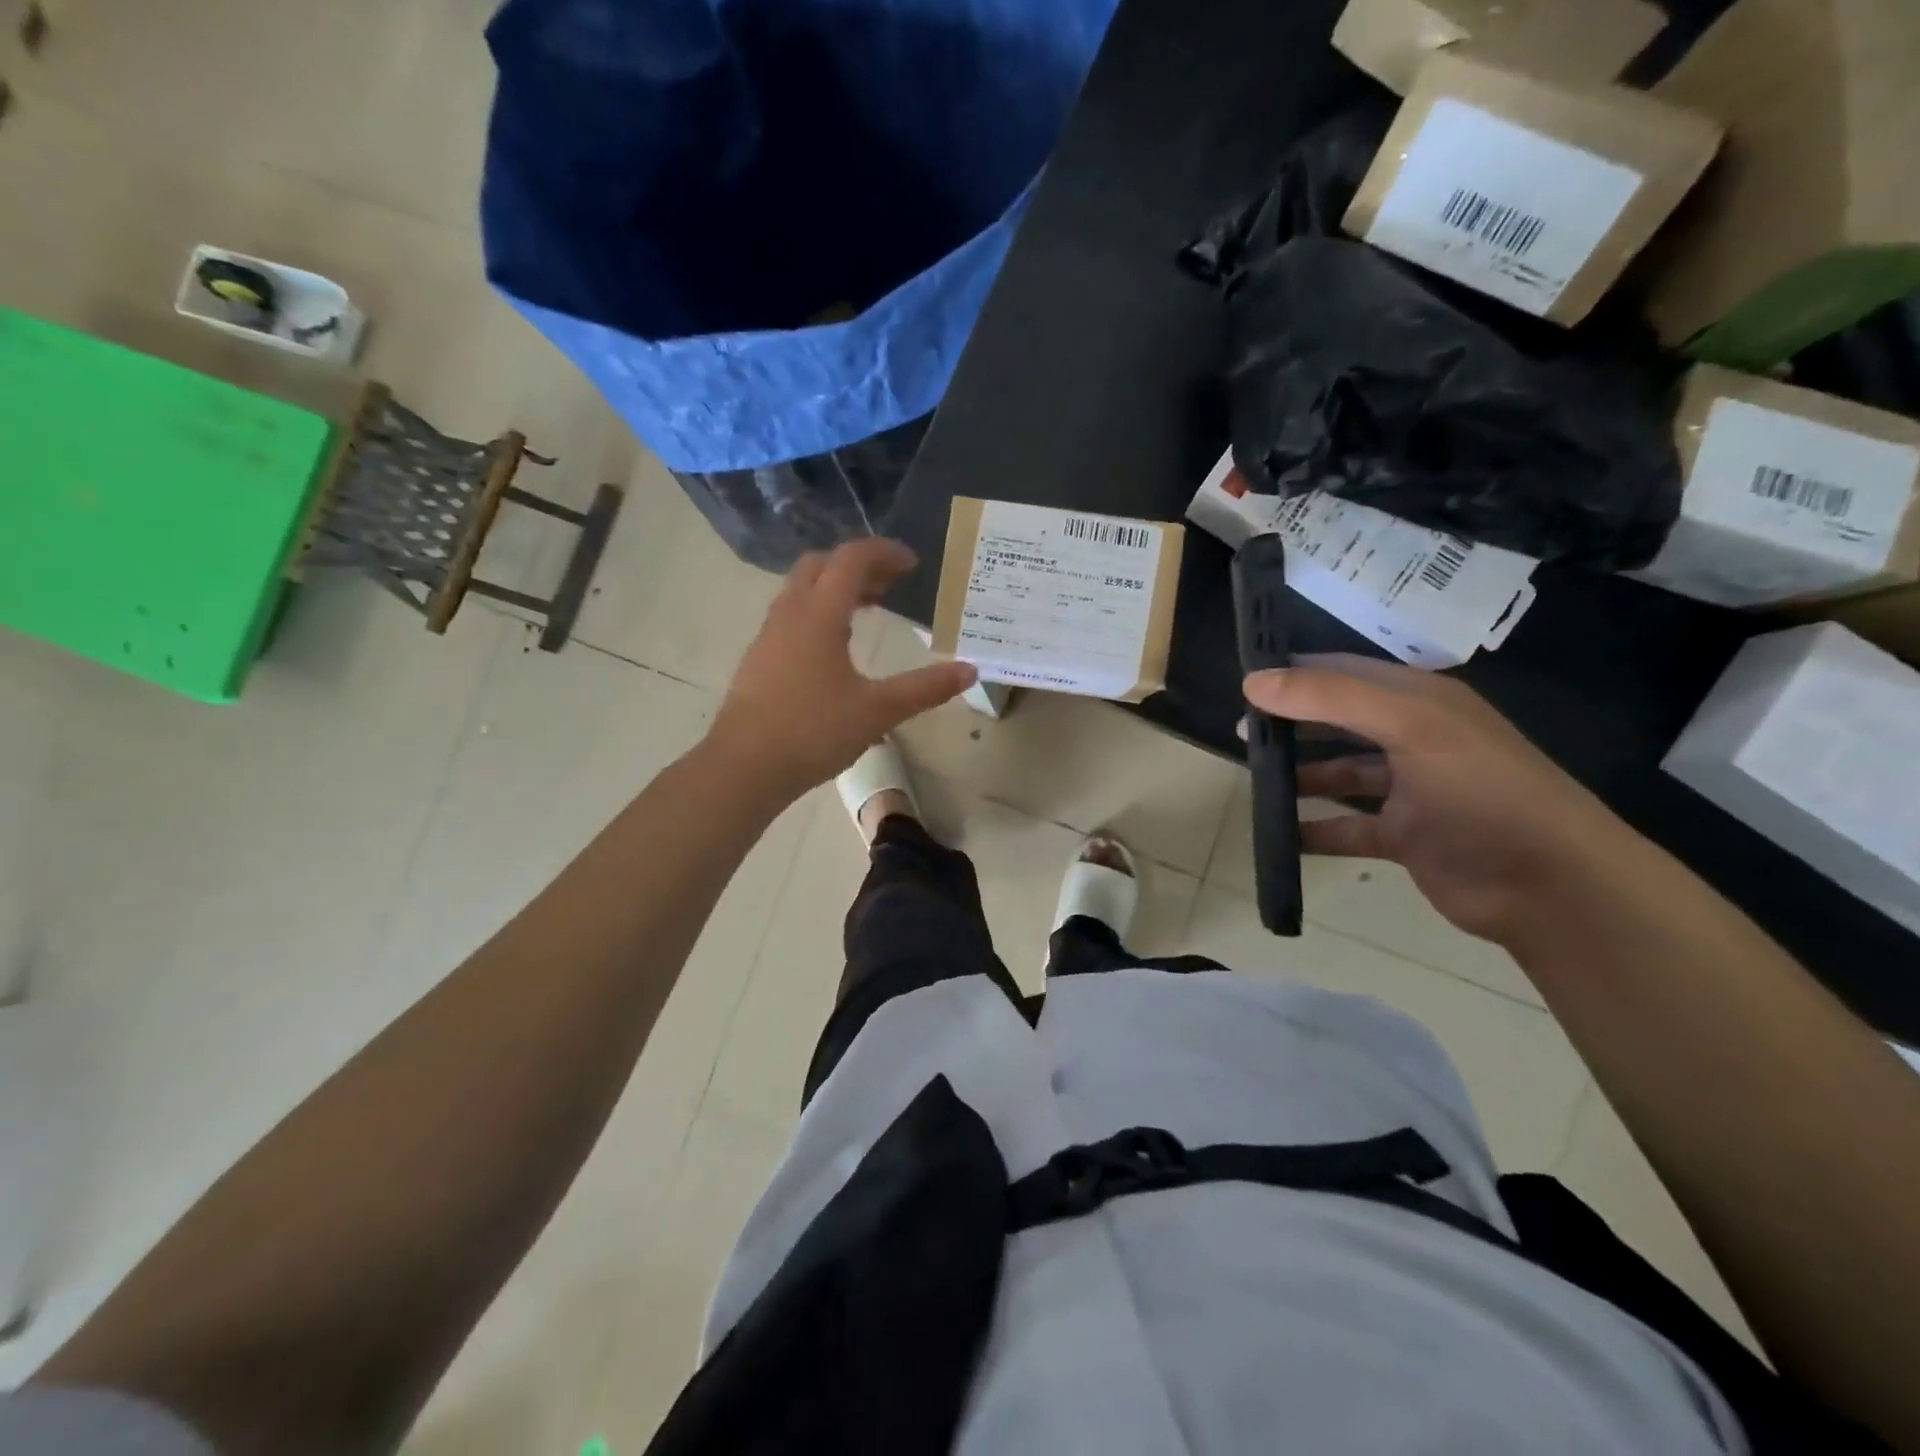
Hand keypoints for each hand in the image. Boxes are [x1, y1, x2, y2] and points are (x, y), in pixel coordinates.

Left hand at [708, 539, 976, 800]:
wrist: (744, 767)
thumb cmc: (813, 732)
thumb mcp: (878, 711)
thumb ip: (925, 688)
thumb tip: (970, 670)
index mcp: (819, 615)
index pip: (851, 559)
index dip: (884, 553)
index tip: (913, 564)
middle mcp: (789, 614)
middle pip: (821, 565)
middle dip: (858, 565)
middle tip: (891, 583)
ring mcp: (769, 636)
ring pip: (802, 590)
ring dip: (836, 587)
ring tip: (869, 608)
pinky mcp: (759, 659)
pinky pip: (792, 615)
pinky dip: (819, 611)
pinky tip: (836, 646)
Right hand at [1245, 655, 1649, 946]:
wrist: (1551, 886)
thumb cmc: (1482, 791)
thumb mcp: (1410, 727)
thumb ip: (1330, 698)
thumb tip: (1253, 682)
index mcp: (1420, 700)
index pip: (1343, 672)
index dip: (1294, 673)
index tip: (1242, 683)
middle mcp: (1413, 737)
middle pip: (1337, 720)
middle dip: (1291, 723)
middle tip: (1241, 734)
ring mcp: (1410, 789)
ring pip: (1340, 772)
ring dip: (1299, 775)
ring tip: (1253, 780)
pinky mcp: (1404, 836)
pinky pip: (1346, 826)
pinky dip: (1314, 830)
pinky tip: (1280, 835)